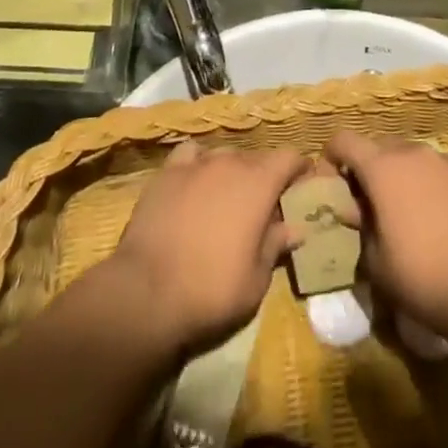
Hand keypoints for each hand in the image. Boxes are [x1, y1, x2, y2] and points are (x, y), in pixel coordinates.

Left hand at [109, 141, 310, 357]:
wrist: (146, 292)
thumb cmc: (211, 289)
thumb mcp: (256, 279)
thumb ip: (276, 245)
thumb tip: (295, 228)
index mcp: (259, 183)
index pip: (290, 157)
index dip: (299, 169)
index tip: (301, 187)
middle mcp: (230, 162)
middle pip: (257, 157)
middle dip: (265, 176)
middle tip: (263, 205)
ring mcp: (196, 164)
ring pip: (225, 155)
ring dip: (233, 171)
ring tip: (228, 196)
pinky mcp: (166, 173)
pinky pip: (191, 155)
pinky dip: (199, 163)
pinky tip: (195, 181)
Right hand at [325, 130, 447, 342]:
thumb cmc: (423, 276)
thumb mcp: (375, 261)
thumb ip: (360, 225)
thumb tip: (358, 210)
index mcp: (383, 167)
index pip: (344, 140)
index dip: (331, 157)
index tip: (333, 185)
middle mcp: (414, 153)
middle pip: (379, 145)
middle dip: (368, 167)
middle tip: (368, 204)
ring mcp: (446, 161)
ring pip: (412, 156)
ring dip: (400, 175)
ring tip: (405, 212)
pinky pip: (438, 171)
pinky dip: (429, 185)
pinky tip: (438, 219)